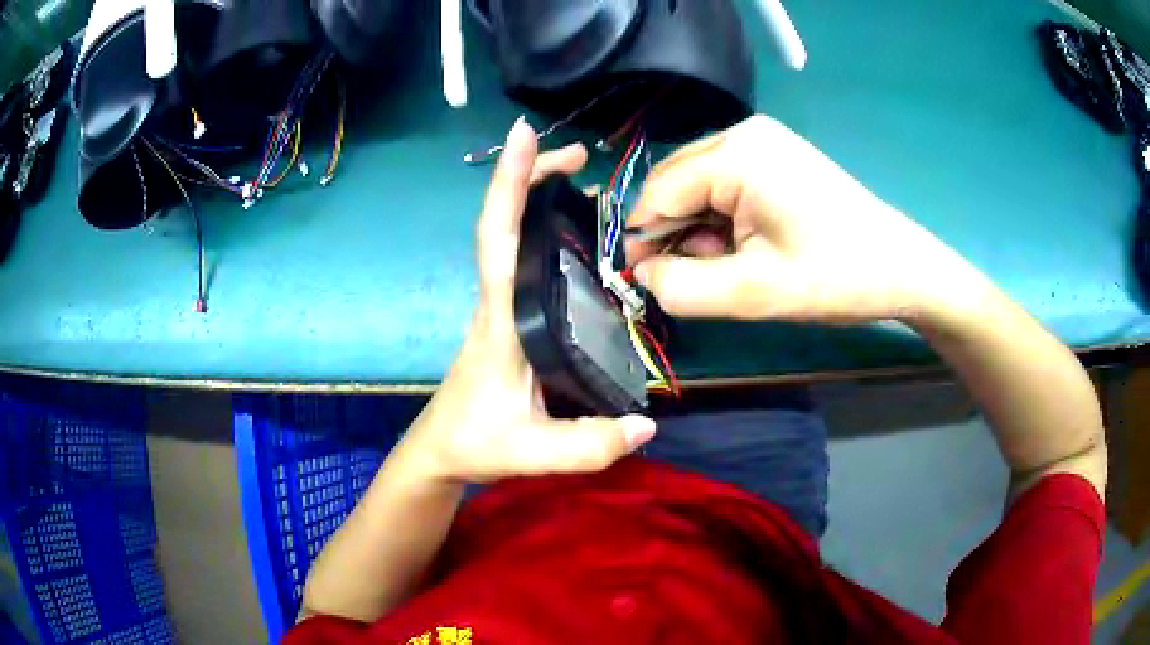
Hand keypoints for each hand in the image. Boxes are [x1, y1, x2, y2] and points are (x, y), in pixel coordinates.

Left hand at [400, 119, 656, 483]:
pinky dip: (551, 233)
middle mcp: (500, 302)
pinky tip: (585, 238)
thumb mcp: (530, 453)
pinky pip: (528, 262)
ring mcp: (504, 308)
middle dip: (535, 178)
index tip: (522, 134)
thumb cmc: (475, 444)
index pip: (498, 239)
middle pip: (506, 223)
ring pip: (517, 238)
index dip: (507, 183)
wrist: (442, 451)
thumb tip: (647, 424)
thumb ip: (587, 445)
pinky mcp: (513, 318)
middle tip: (582, 157)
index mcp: (500, 321)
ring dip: (544, 200)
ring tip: (591, 183)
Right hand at [627, 115, 989, 323]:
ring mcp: (762, 141)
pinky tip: (746, 247)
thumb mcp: (756, 293)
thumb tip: (643, 276)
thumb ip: (684, 288)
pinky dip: (722, 220)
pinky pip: (724, 185)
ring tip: (733, 267)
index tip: (644, 285)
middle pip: (675, 184)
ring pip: (698, 186)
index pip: (658, 192)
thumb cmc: (836, 277)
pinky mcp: (775, 156)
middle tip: (699, 280)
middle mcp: (742, 134)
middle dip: (675, 236)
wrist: (902, 267)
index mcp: (736, 155)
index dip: (643, 241)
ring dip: (700, 231)